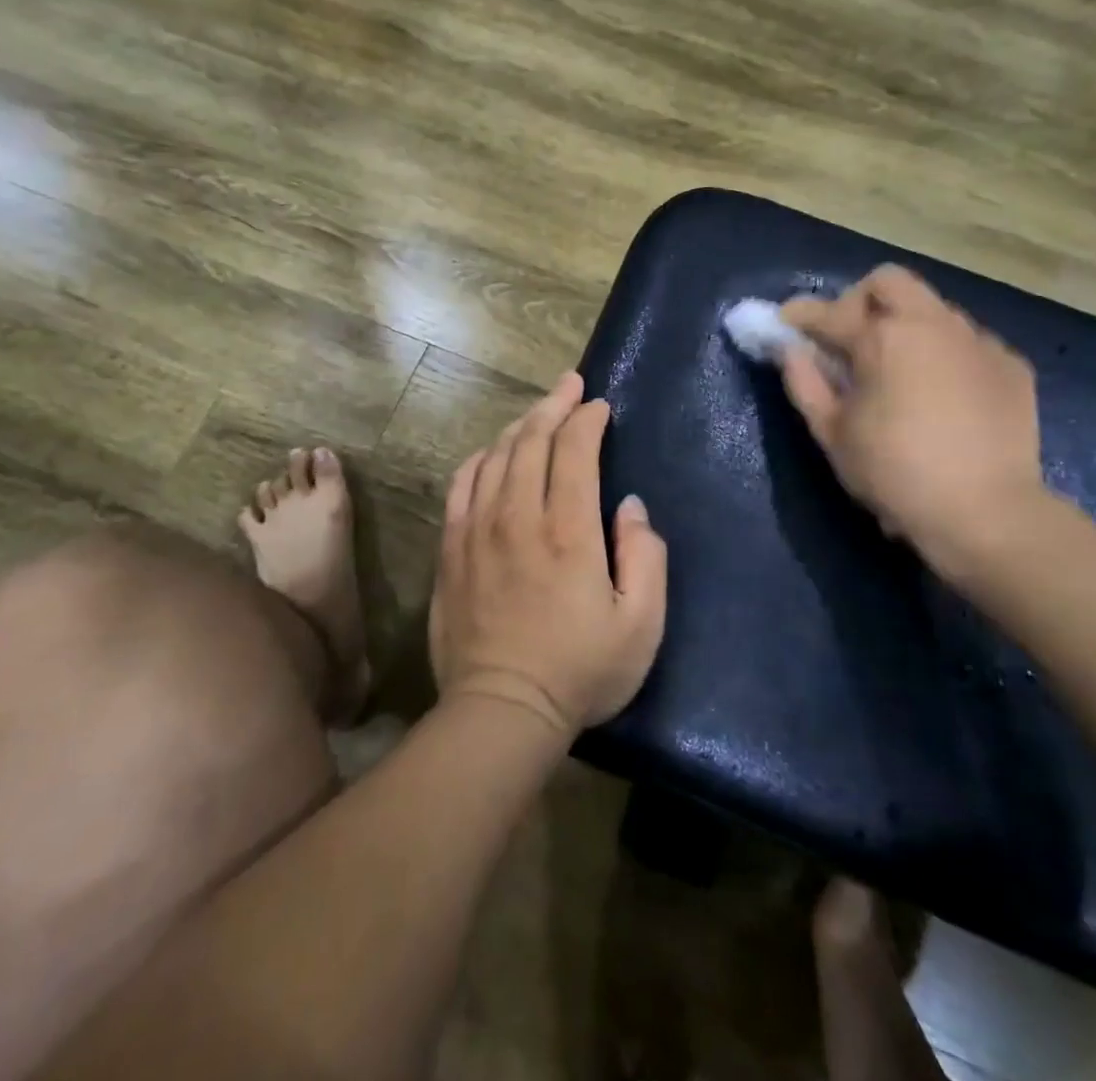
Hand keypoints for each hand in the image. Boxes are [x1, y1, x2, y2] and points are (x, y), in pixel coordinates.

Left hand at [429, 372, 667, 734]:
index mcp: (568, 531)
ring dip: (520, 426)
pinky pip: (461, 484)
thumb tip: (627, 506)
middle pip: (531, 440)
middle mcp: (518, 517)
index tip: (599, 406)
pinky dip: (480, 458)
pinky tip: (492, 452)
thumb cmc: (580, 671)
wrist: (501, 710)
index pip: (573, 451)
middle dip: (554, 405)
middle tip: (570, 386)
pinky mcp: (451, 548)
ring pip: (496, 455)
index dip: (587, 419)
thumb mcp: (641, 624)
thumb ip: (645, 555)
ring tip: (539, 413)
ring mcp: (477, 530)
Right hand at [780, 267, 1043, 561]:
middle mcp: (932, 324)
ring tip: (896, 368)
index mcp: (882, 338)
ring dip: (904, 325)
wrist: (985, 512)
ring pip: (932, 308)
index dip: (800, 314)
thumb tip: (791, 350)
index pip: (830, 311)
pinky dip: (943, 353)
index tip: (784, 321)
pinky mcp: (1010, 364)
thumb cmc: (894, 473)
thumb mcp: (832, 434)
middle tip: (848, 338)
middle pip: (888, 282)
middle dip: (858, 300)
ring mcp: (978, 340)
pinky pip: (967, 341)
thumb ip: (805, 383)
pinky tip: (941, 392)